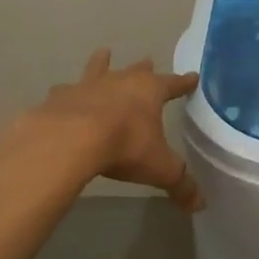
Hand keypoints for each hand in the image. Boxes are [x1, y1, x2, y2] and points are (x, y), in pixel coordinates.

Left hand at [0, 50, 203, 211]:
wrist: (69, 141)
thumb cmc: (124, 146)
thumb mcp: (160, 169)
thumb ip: (181, 184)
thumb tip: (200, 205)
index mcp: (150, 91)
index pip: (174, 84)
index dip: (184, 83)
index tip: (193, 77)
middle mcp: (121, 81)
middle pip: (136, 70)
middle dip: (144, 67)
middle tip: (148, 60)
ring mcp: (88, 87)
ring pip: (98, 69)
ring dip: (102, 63)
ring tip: (103, 53)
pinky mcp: (59, 98)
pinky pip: (65, 91)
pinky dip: (67, 93)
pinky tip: (61, 93)